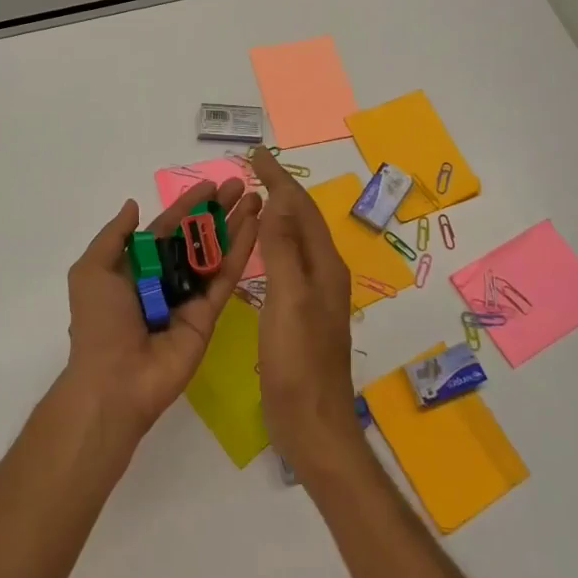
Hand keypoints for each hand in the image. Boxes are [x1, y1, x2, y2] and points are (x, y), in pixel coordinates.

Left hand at [64, 177, 261, 443]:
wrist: (115, 380)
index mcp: (138, 266)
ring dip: (236, 225)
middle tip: (242, 185)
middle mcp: (166, 278)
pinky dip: (241, 252)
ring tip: (257, 199)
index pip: (168, 227)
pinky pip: (225, 278)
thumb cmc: (99, 321)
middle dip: (218, 210)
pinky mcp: (209, 315)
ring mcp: (190, 296)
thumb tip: (132, 204)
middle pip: (197, 236)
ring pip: (217, 253)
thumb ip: (114, 236)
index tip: (211, 184)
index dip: (188, 205)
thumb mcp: (92, 270)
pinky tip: (255, 228)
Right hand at [245, 148, 362, 473]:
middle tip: (254, 167)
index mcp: (324, 266)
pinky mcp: (301, 314)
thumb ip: (284, 250)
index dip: (279, 179)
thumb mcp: (288, 301)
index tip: (256, 153)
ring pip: (296, 239)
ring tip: (255, 196)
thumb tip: (278, 198)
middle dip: (280, 189)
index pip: (300, 208)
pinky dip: (274, 242)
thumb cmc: (298, 363)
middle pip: (302, 219)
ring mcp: (315, 295)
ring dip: (278, 213)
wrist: (314, 424)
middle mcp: (324, 274)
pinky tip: (261, 248)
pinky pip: (288, 262)